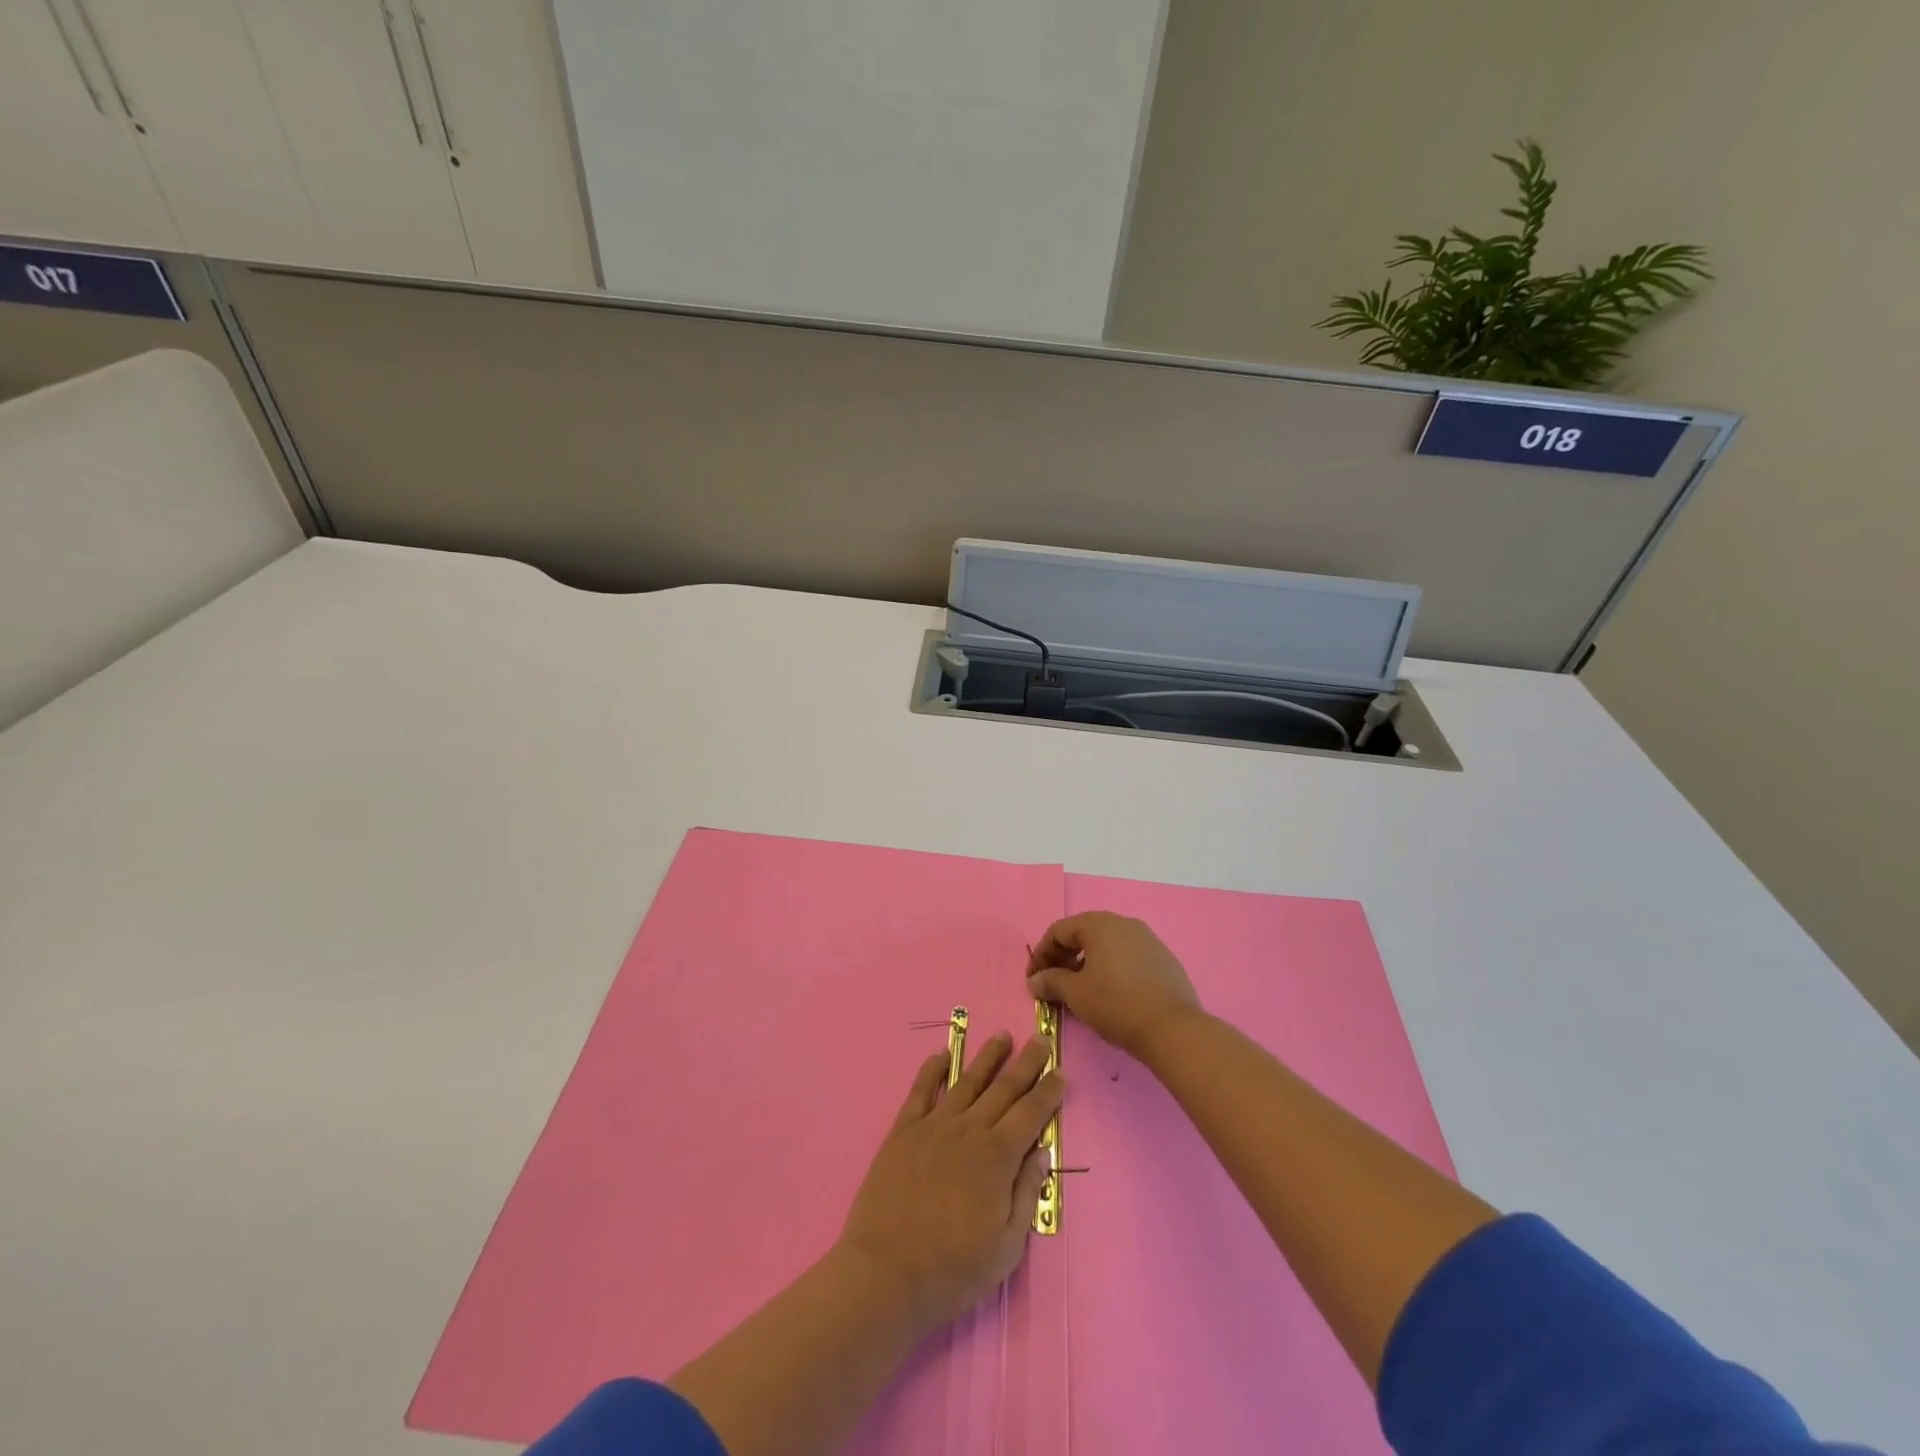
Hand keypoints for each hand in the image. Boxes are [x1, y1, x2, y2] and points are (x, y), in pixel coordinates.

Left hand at [836, 1032, 1062, 1334]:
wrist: (885, 1273)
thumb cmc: (953, 1269)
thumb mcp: (1006, 1247)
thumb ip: (1025, 1194)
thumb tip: (1042, 1151)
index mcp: (997, 1157)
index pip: (1031, 1114)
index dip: (1048, 1092)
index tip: (1060, 1072)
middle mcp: (969, 1130)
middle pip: (1003, 1088)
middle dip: (1025, 1063)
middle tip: (1040, 1039)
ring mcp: (934, 1126)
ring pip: (967, 1081)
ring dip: (987, 1057)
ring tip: (1001, 1036)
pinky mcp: (903, 1130)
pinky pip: (921, 1090)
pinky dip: (932, 1069)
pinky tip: (941, 1054)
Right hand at [1026, 912, 1202, 1060]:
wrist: (1173, 1028)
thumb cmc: (1116, 1004)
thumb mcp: (1076, 994)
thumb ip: (1051, 982)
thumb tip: (1035, 981)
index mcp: (1099, 924)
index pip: (1059, 931)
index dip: (1041, 954)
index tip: (1033, 980)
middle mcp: (1123, 923)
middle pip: (1083, 934)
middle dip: (1063, 958)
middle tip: (1053, 985)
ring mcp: (1147, 939)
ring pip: (1106, 946)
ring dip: (1087, 964)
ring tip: (1080, 991)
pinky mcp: (1163, 958)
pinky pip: (1127, 957)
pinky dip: (1111, 969)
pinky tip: (1110, 994)